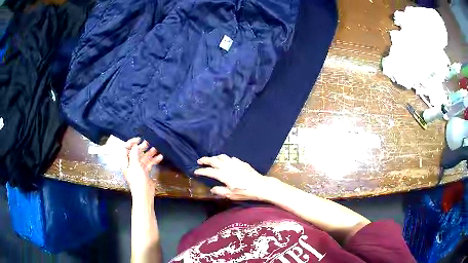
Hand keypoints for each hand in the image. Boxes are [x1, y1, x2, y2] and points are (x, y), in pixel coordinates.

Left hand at [122, 138, 162, 198]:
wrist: (144, 194)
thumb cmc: (137, 179)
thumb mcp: (135, 165)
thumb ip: (135, 153)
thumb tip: (135, 145)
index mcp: (125, 162)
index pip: (126, 149)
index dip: (131, 143)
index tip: (139, 139)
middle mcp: (131, 164)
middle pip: (135, 152)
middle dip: (141, 147)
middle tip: (149, 142)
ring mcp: (138, 169)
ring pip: (143, 158)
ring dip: (149, 153)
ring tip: (156, 148)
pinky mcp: (145, 173)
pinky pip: (149, 163)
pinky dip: (153, 160)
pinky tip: (160, 157)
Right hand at [194, 155, 278, 200]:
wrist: (260, 186)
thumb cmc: (245, 192)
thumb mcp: (231, 195)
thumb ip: (220, 191)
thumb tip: (212, 189)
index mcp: (223, 175)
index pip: (209, 171)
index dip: (201, 171)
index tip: (195, 171)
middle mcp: (227, 166)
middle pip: (213, 160)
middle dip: (205, 160)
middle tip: (199, 161)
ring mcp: (235, 163)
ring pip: (222, 156)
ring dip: (214, 157)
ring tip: (211, 160)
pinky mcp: (241, 162)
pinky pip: (230, 158)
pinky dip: (225, 158)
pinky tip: (226, 161)